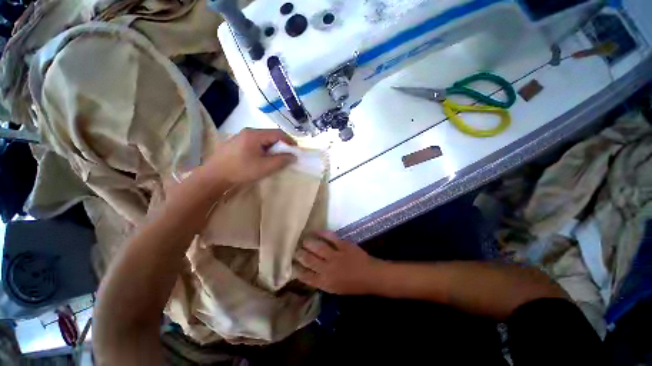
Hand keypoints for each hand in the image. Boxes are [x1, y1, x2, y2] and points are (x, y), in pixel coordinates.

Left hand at [201, 129, 296, 185]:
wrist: (214, 177)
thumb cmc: (241, 170)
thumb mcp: (265, 167)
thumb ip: (281, 160)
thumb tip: (293, 156)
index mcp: (255, 134)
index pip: (278, 133)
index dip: (289, 141)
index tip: (296, 151)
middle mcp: (248, 132)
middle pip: (270, 135)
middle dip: (281, 145)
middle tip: (286, 155)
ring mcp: (240, 136)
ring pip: (263, 139)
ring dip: (272, 147)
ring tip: (275, 158)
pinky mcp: (236, 143)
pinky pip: (255, 142)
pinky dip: (263, 149)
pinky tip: (262, 158)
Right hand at [295, 232, 385, 294]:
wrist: (370, 276)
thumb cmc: (353, 285)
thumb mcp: (335, 289)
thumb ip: (322, 280)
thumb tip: (310, 272)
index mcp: (325, 282)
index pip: (305, 276)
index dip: (297, 269)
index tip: (291, 263)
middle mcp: (327, 269)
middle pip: (308, 260)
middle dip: (300, 254)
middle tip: (295, 249)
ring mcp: (335, 256)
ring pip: (317, 247)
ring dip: (308, 242)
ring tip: (303, 239)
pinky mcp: (343, 245)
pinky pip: (330, 237)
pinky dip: (322, 233)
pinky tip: (316, 231)